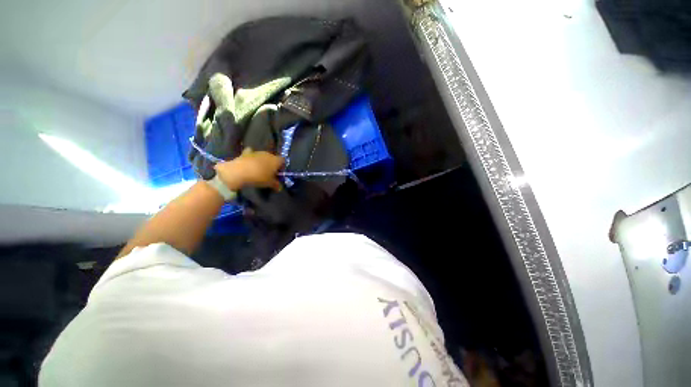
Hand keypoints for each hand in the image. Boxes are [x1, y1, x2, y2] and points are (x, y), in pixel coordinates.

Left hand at [214, 148, 283, 190]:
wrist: (239, 172)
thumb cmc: (259, 177)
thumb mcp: (269, 184)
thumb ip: (276, 184)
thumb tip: (279, 187)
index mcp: (276, 160)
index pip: (283, 160)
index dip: (281, 166)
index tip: (278, 173)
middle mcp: (268, 154)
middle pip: (273, 158)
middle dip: (272, 164)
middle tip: (269, 173)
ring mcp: (257, 152)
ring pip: (263, 156)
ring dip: (262, 161)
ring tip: (259, 170)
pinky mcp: (246, 153)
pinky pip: (251, 153)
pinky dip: (251, 157)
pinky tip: (250, 162)